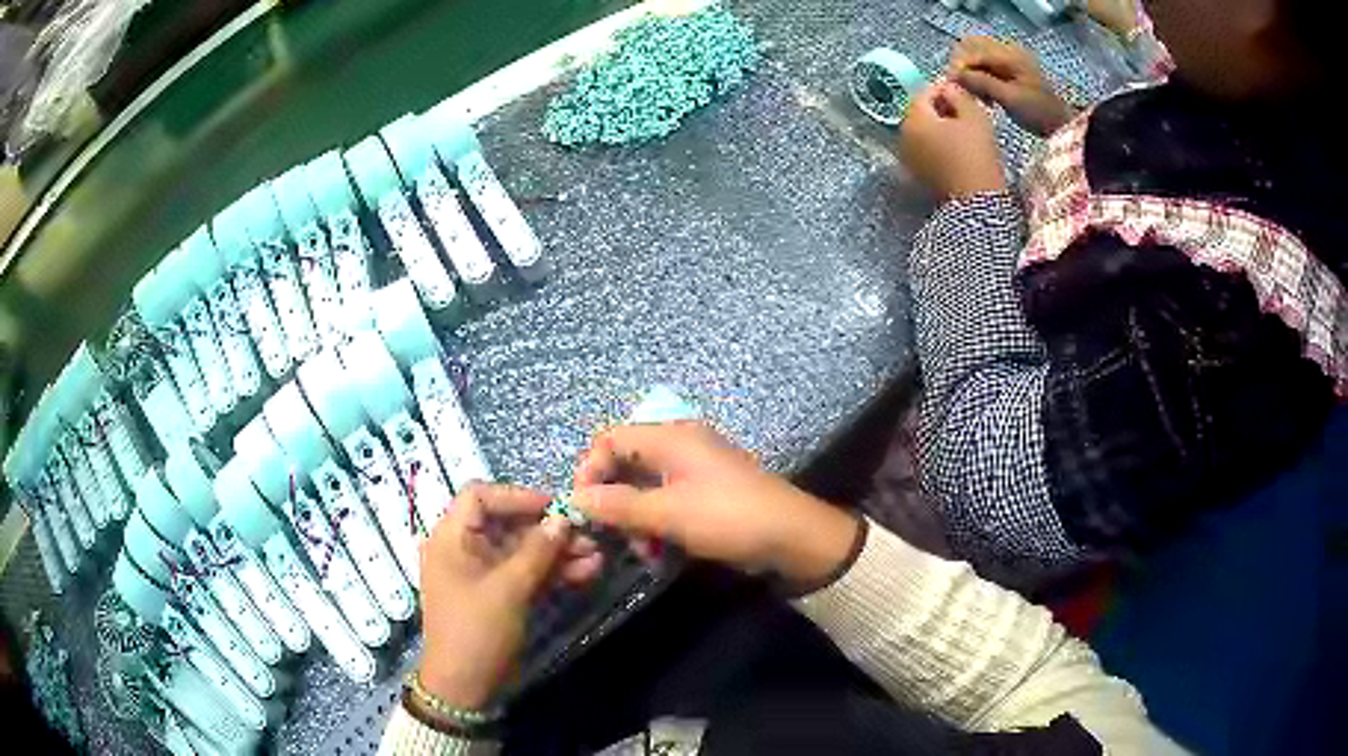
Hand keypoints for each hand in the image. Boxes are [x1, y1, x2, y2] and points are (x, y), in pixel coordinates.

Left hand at [417, 484, 602, 708]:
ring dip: (558, 553)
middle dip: (548, 530)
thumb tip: (563, 519)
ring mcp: (483, 573)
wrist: (464, 686)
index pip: (480, 497)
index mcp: (451, 538)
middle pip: (508, 524)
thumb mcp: (508, 589)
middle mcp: (465, 549)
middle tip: (588, 535)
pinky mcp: (500, 595)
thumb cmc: (476, 630)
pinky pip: (526, 573)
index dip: (517, 496)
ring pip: (523, 551)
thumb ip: (537, 551)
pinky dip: (552, 572)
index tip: (554, 507)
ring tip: (596, 557)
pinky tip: (586, 572)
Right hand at [572, 422, 859, 588]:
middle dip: (614, 500)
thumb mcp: (669, 514)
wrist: (792, 537)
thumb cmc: (728, 517)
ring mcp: (695, 469)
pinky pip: (667, 500)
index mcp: (671, 437)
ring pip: (645, 487)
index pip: (610, 439)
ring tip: (642, 550)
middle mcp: (680, 444)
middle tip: (612, 534)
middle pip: (626, 463)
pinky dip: (657, 522)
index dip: (590, 470)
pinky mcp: (707, 492)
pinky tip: (660, 550)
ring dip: (635, 517)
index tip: (583, 507)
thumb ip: (619, 505)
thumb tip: (575, 498)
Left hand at [899, 80, 1006, 200]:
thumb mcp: (974, 116)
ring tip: (961, 127)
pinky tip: (954, 145)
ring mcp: (907, 156)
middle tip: (962, 108)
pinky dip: (935, 142)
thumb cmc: (977, 154)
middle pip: (919, 112)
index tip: (960, 91)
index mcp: (914, 119)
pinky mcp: (916, 172)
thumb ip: (957, 94)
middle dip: (938, 107)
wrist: (977, 201)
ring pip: (921, 130)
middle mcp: (903, 135)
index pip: (924, 93)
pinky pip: (924, 148)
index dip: (942, 89)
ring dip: (937, 125)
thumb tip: (947, 88)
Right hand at [948, 37, 1075, 136]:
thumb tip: (955, 75)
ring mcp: (1008, 59)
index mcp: (1009, 55)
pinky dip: (979, 77)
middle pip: (971, 46)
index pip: (973, 50)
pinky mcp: (1008, 69)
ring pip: (975, 55)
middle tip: (963, 88)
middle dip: (963, 66)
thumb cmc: (1038, 112)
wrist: (1060, 123)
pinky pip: (984, 65)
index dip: (959, 66)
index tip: (952, 85)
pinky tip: (985, 96)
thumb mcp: (1010, 98)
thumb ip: (982, 82)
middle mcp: (1007, 50)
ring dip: (970, 72)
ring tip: (976, 94)